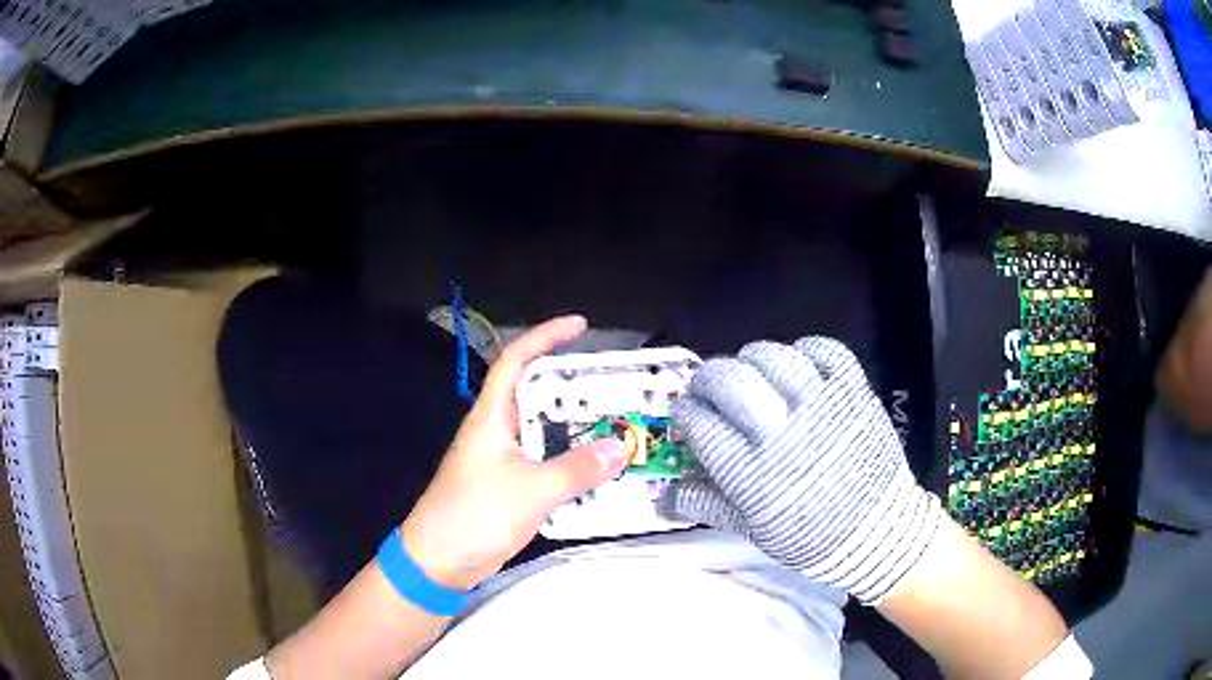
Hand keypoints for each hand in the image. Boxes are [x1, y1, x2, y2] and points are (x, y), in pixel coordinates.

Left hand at [400, 315, 629, 590]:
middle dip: (572, 386)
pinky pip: (546, 462)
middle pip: (536, 394)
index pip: (516, 360)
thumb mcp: (531, 490)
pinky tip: (598, 470)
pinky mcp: (509, 486)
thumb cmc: (475, 514)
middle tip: (614, 385)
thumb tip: (621, 448)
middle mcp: (496, 430)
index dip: (546, 336)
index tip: (580, 325)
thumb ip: (577, 469)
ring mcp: (502, 459)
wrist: (440, 561)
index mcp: (491, 417)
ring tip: (617, 425)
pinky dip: (571, 461)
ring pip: (544, 431)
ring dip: (576, 428)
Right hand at [663, 337, 942, 603]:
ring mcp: (822, 407)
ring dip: (751, 359)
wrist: (877, 532)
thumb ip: (707, 504)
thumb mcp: (752, 529)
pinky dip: (805, 350)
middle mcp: (783, 433)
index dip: (685, 411)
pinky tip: (796, 365)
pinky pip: (825, 350)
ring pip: (773, 357)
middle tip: (707, 387)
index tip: (685, 411)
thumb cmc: (811, 538)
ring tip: (750, 372)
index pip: (700, 423)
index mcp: (752, 473)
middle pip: (730, 381)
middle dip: (707, 378)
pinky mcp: (854, 392)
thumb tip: (668, 493)